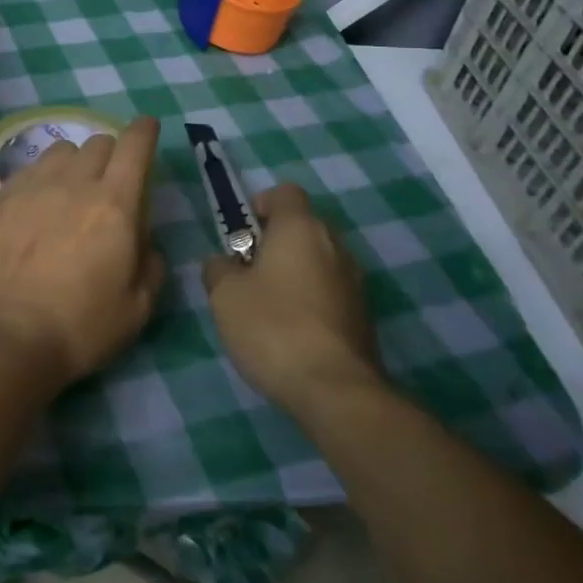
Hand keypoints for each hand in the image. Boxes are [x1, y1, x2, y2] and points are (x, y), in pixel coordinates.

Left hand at [0, 117, 165, 387]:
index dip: (145, 132)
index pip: (135, 146)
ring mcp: (34, 186)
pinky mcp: (2, 197)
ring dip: (75, 162)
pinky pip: (30, 169)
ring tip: (71, 190)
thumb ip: (150, 264)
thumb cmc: (82, 325)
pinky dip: (43, 177)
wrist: (10, 333)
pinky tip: (39, 202)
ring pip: (61, 150)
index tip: (147, 129)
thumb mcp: (138, 306)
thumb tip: (143, 242)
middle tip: (110, 183)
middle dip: (112, 154)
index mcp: (116, 204)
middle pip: (98, 143)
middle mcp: (75, 183)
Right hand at [202, 183, 385, 415]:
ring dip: (294, 274)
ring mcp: (355, 281)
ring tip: (268, 309)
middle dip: (274, 243)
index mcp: (301, 227)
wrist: (335, 390)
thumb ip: (218, 268)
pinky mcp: (364, 316)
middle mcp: (334, 245)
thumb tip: (225, 263)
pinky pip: (331, 292)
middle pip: (302, 227)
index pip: (284, 193)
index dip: (260, 206)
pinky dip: (311, 302)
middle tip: (247, 274)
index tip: (241, 235)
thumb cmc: (273, 327)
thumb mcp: (224, 294)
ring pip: (317, 261)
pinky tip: (292, 334)